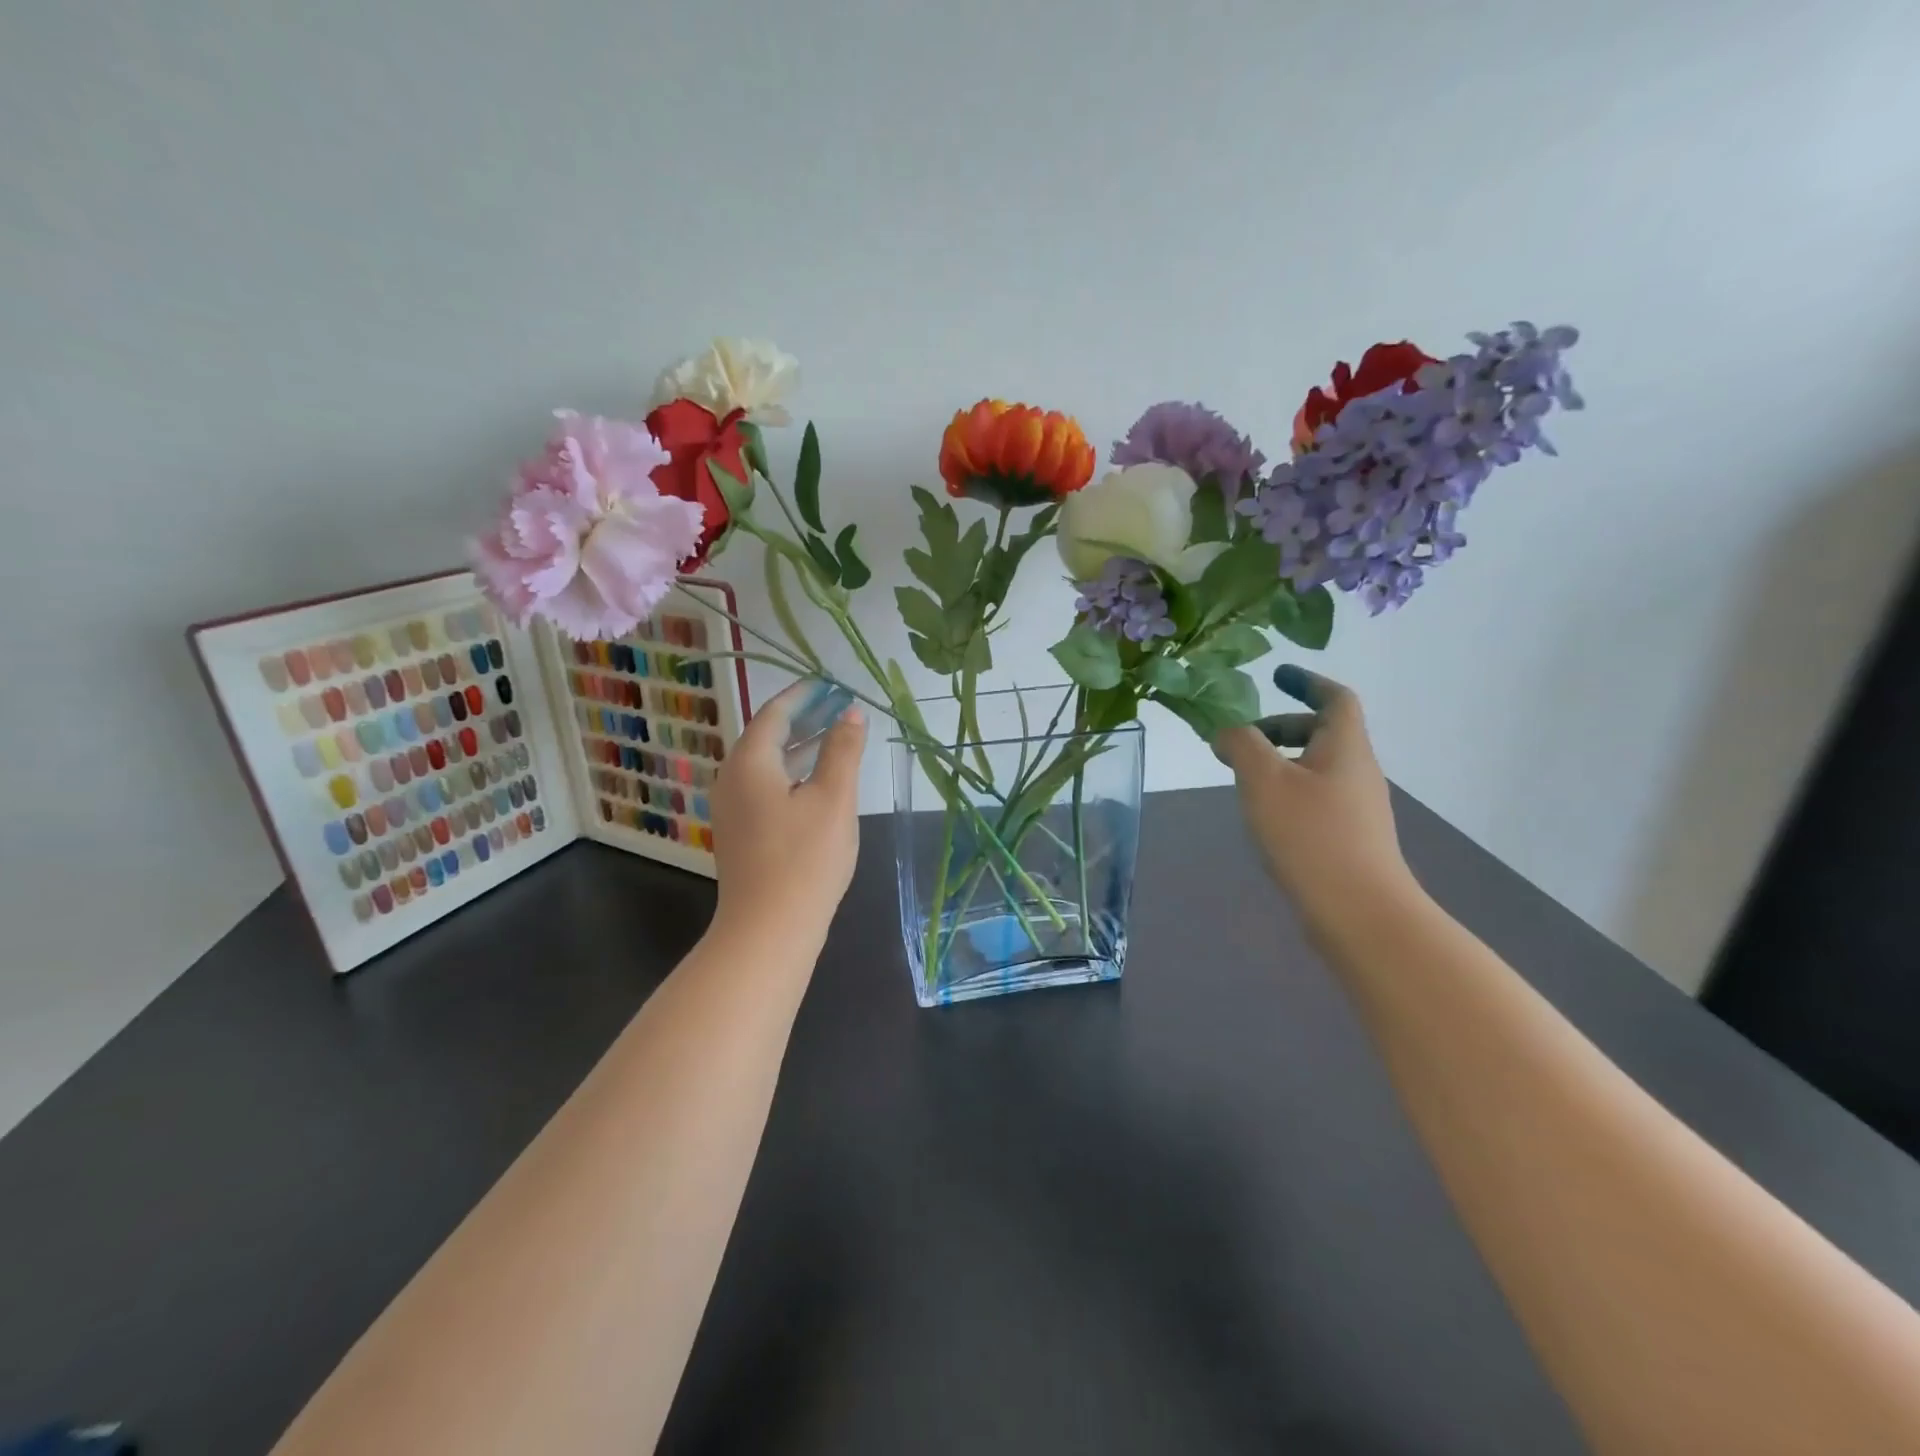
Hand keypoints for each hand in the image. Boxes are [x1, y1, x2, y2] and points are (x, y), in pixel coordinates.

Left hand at [711, 679, 866, 940]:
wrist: (768, 930)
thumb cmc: (805, 858)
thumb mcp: (834, 798)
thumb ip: (843, 750)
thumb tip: (851, 713)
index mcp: (750, 762)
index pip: (775, 713)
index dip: (804, 695)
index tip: (831, 682)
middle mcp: (733, 779)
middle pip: (769, 736)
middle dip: (805, 718)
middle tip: (840, 705)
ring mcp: (734, 809)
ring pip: (769, 764)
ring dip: (801, 747)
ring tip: (837, 736)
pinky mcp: (742, 833)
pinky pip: (768, 787)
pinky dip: (794, 773)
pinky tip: (819, 782)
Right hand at [1213, 666, 1416, 927]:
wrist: (1360, 912)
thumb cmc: (1310, 834)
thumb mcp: (1263, 780)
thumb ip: (1241, 745)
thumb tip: (1228, 732)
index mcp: (1345, 747)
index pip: (1335, 698)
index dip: (1307, 681)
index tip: (1277, 675)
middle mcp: (1357, 771)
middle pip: (1323, 732)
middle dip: (1281, 727)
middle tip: (1240, 740)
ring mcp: (1358, 808)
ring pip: (1317, 767)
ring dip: (1281, 762)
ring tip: (1243, 779)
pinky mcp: (1350, 838)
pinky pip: (1316, 797)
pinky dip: (1288, 791)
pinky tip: (1264, 816)